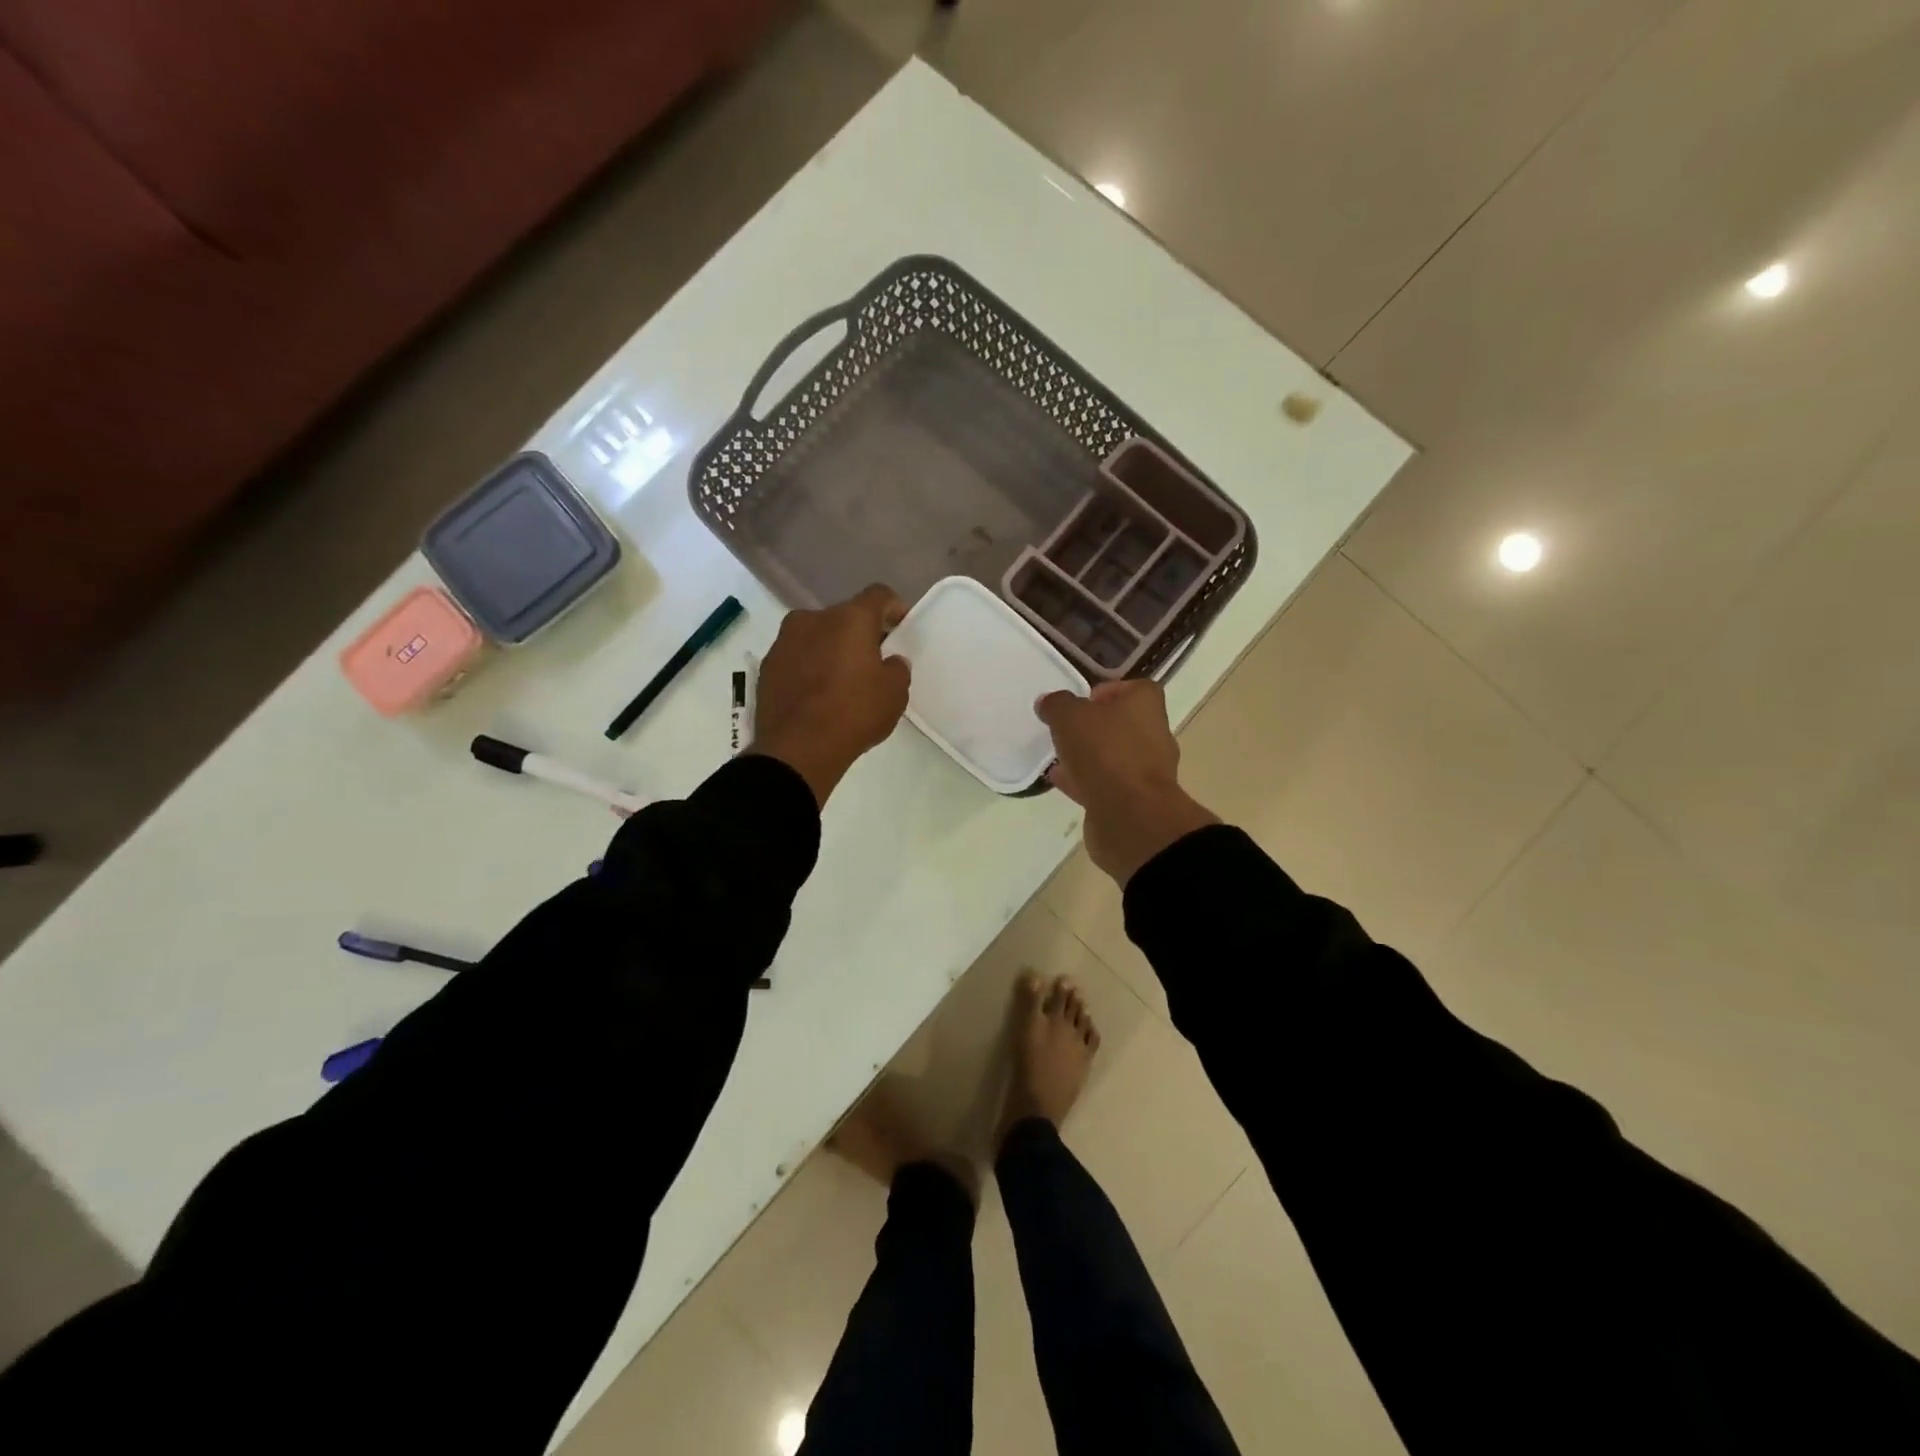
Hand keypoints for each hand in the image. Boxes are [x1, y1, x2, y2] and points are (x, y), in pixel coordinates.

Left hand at [751, 584, 911, 806]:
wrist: (797, 749)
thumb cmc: (854, 713)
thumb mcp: (894, 694)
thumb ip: (897, 669)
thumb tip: (889, 661)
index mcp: (850, 618)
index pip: (878, 595)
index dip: (893, 608)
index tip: (900, 627)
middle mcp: (813, 619)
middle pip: (844, 616)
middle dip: (860, 634)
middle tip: (872, 661)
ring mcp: (785, 641)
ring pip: (817, 636)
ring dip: (831, 650)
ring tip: (841, 681)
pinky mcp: (768, 666)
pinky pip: (797, 658)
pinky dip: (810, 668)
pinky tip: (817, 695)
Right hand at [1036, 680, 1218, 884]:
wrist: (1130, 815)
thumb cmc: (1106, 752)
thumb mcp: (1070, 716)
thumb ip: (1057, 705)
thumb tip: (1049, 703)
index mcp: (1146, 706)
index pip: (1136, 689)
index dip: (1110, 691)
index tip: (1084, 700)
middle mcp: (1153, 735)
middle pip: (1124, 723)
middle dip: (1096, 726)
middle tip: (1067, 729)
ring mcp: (1147, 771)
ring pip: (1115, 756)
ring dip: (1090, 756)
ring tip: (1059, 756)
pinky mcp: (1135, 801)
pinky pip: (1107, 784)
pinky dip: (1085, 781)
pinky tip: (1061, 780)